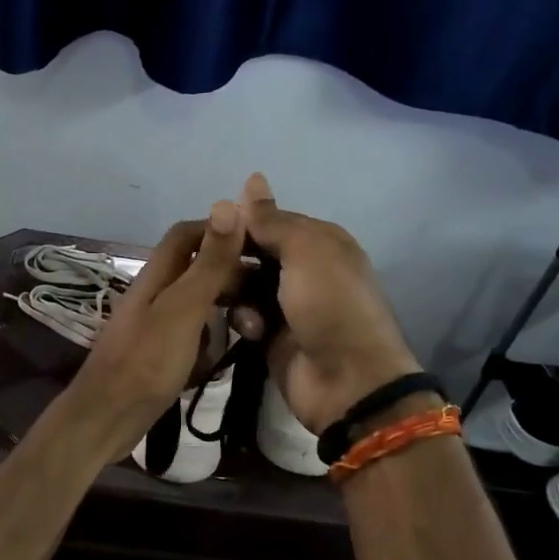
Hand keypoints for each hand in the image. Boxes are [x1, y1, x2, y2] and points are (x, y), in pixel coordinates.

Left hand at [62, 201, 247, 461]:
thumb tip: (228, 203)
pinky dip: (212, 337)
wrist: (106, 419)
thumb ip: (207, 264)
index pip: (187, 234)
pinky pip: (193, 333)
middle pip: (195, 266)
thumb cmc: (146, 362)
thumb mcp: (183, 309)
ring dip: (224, 307)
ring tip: (254, 323)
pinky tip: (229, 351)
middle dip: (230, 273)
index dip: (221, 230)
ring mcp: (155, 324)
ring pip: (197, 301)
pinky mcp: (159, 353)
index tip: (260, 243)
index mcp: (156, 275)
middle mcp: (154, 293)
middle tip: (267, 292)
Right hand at [233, 172, 421, 434]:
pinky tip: (250, 331)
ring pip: (244, 286)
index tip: (212, 230)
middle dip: (233, 260)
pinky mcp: (273, 337)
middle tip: (212, 269)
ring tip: (230, 302)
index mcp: (320, 243)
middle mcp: (305, 270)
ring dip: (236, 292)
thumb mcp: (306, 252)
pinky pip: (246, 318)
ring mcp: (288, 306)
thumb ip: (273, 220)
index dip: (242, 225)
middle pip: (254, 254)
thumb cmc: (330, 305)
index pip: (271, 221)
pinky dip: (245, 321)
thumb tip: (252, 178)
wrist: (347, 381)